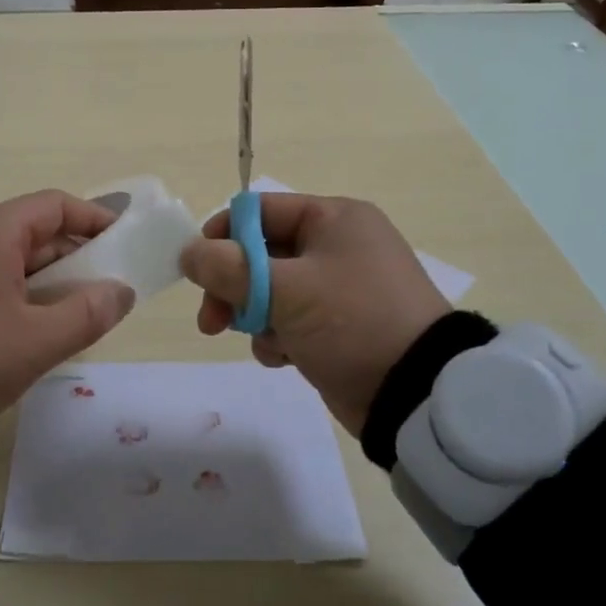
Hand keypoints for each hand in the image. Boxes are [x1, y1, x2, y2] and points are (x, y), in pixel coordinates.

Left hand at [0, 190, 136, 438]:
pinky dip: (15, 291)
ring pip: (9, 256)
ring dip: (45, 279)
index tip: (124, 245)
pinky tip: (26, 327)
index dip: (95, 220)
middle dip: (74, 257)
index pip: (55, 205)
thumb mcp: (36, 342)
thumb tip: (121, 291)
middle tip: (103, 291)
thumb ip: (88, 313)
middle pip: (33, 230)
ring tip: (71, 314)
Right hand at [181, 193, 449, 435]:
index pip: (259, 211)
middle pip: (261, 253)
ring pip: (272, 290)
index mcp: (333, 219)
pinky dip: (280, 337)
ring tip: (267, 344)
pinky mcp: (341, 324)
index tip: (198, 270)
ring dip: (256, 317)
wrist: (417, 394)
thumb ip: (228, 268)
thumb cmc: (351, 322)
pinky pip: (292, 319)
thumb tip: (188, 252)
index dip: (222, 236)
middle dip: (233, 288)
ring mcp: (341, 287)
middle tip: (211, 321)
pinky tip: (285, 358)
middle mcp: (338, 245)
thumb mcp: (284, 290)